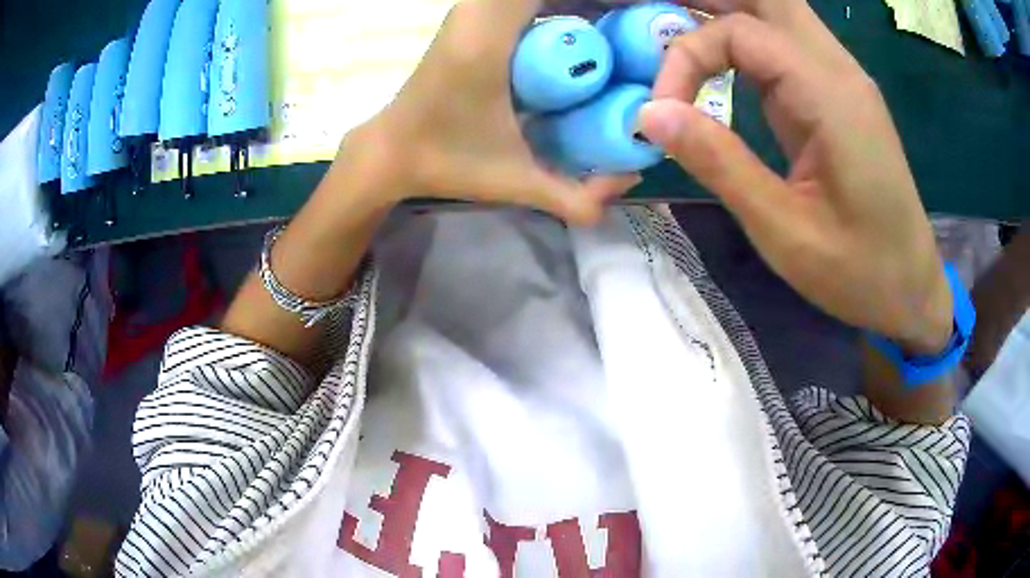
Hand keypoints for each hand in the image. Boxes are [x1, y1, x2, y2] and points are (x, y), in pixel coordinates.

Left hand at [348, 0, 638, 225]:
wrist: (391, 151)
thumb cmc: (446, 162)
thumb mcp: (515, 181)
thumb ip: (576, 196)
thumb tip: (632, 178)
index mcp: (486, 40)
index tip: (634, 12)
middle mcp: (476, 12)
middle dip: (591, 1)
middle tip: (629, 22)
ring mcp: (469, 10)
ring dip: (570, 1)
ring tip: (610, 21)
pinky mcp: (468, 16)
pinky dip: (548, 4)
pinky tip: (575, 27)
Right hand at [639, 0, 952, 353]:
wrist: (910, 287)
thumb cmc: (857, 271)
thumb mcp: (783, 230)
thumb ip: (719, 163)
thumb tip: (650, 113)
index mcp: (829, 95)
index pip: (739, 32)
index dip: (686, 57)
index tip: (661, 111)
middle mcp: (837, 69)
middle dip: (707, 2)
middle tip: (655, 21)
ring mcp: (841, 78)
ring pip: (777, 11)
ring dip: (725, 12)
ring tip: (675, 29)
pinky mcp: (838, 95)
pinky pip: (787, 42)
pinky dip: (745, 36)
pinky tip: (718, 57)